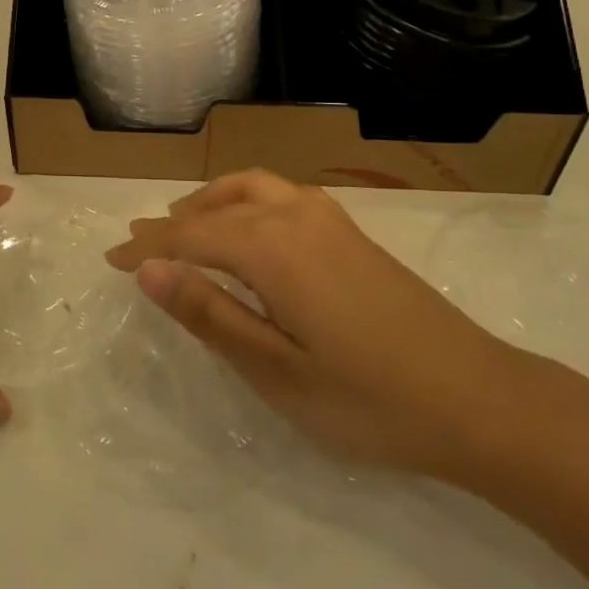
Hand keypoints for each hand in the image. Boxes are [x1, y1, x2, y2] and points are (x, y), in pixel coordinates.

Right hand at [106, 170, 527, 476]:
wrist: (479, 399)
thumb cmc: (369, 399)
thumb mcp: (277, 370)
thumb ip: (210, 314)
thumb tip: (149, 270)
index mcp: (271, 249)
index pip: (189, 236)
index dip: (147, 248)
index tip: (109, 259)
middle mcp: (294, 216)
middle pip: (217, 205)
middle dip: (172, 222)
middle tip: (137, 242)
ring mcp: (329, 219)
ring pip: (251, 189)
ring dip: (209, 202)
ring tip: (184, 224)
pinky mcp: (351, 232)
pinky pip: (279, 195)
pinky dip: (244, 201)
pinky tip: (248, 230)